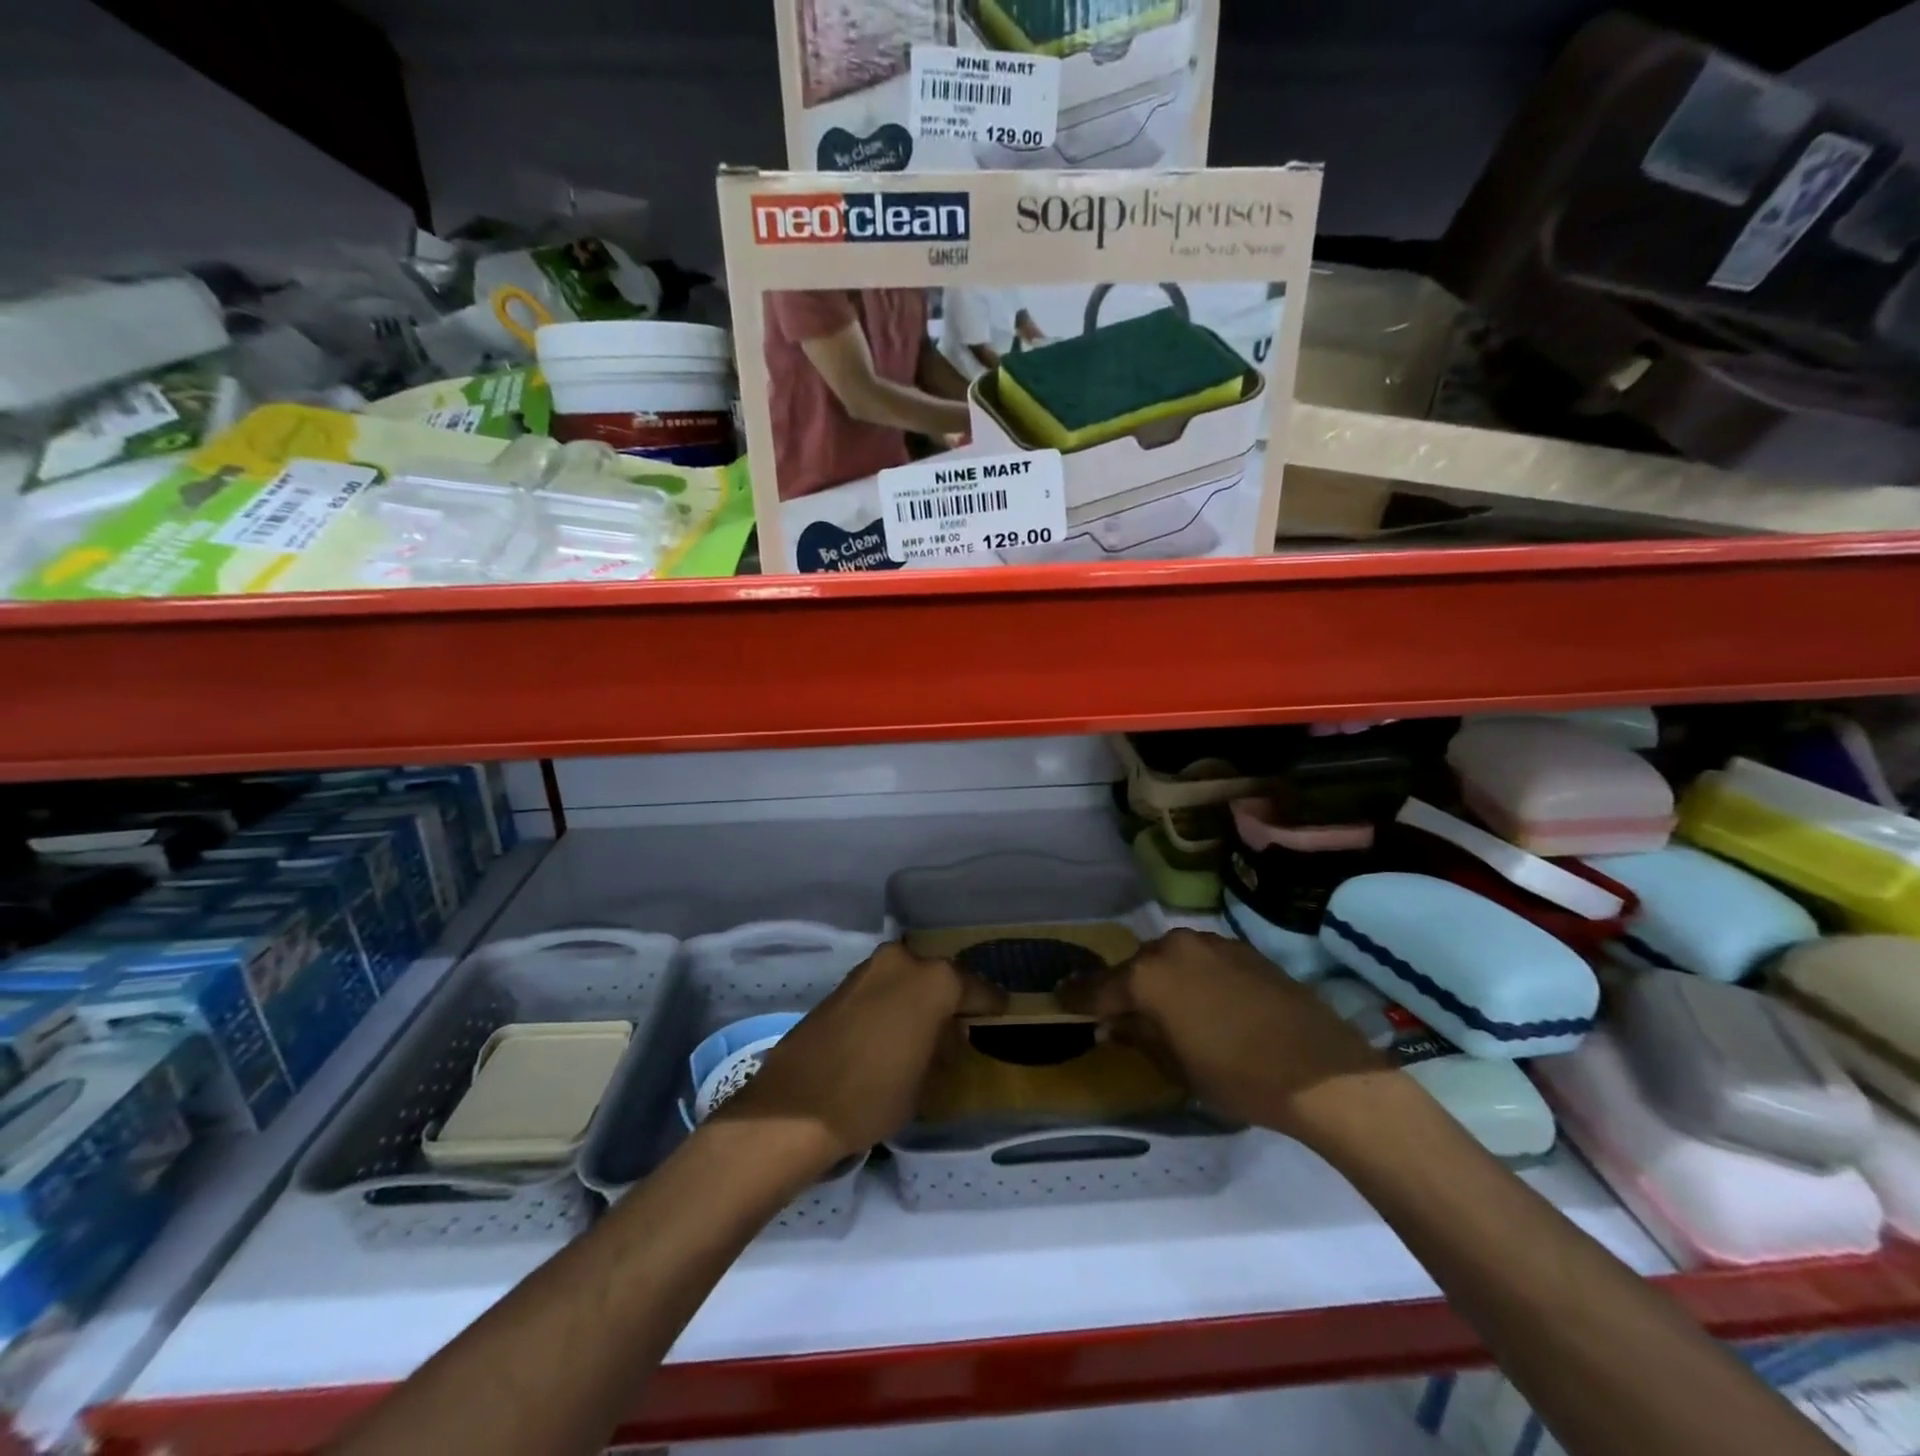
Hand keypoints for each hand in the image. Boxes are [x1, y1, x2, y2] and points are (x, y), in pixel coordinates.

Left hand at [711, 943, 1004, 1169]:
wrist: (795, 1106)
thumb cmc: (874, 1096)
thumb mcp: (925, 1082)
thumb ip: (942, 1049)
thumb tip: (947, 1036)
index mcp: (933, 981)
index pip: (974, 988)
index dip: (989, 1003)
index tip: (1001, 1011)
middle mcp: (902, 963)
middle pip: (938, 975)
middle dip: (950, 995)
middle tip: (959, 1020)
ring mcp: (868, 969)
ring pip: (906, 977)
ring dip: (917, 995)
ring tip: (926, 1026)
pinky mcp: (842, 985)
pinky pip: (881, 986)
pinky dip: (891, 1000)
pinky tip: (892, 1027)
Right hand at [1058, 929, 1391, 1144]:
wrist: (1321, 1070)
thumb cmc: (1237, 1076)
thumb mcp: (1176, 1066)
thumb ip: (1138, 1037)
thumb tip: (1112, 1025)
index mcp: (1148, 976)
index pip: (1099, 987)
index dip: (1078, 997)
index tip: (1061, 998)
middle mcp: (1173, 947)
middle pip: (1136, 967)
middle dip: (1124, 989)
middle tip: (1118, 1013)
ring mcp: (1211, 943)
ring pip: (1169, 959)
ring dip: (1161, 980)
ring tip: (1165, 1008)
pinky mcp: (1242, 950)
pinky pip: (1200, 959)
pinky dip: (1192, 976)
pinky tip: (1204, 1002)